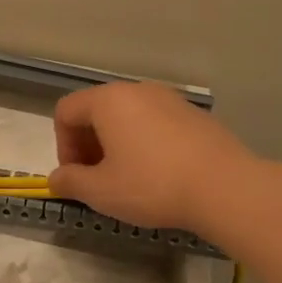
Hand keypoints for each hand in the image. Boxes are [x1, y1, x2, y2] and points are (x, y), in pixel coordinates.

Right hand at [49, 82, 255, 233]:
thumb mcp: (100, 191)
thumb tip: (56, 179)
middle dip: (88, 145)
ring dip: (116, 145)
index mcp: (109, 101)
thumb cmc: (152, 185)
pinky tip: (158, 175)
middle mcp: (138, 91)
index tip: (75, 176)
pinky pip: (155, 124)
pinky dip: (145, 144)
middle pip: (97, 111)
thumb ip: (70, 182)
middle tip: (96, 179)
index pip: (66, 111)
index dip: (62, 145)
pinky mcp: (195, 116)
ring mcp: (170, 100)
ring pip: (128, 117)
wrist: (225, 188)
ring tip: (127, 179)